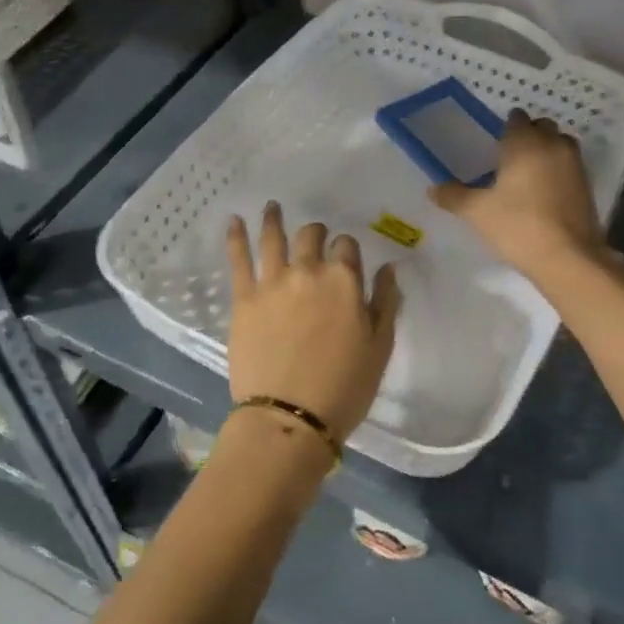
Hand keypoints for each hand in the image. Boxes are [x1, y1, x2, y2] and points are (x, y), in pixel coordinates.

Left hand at [225, 202, 401, 440]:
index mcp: (344, 280)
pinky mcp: (243, 298)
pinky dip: (236, 236)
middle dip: (315, 233)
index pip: (347, 246)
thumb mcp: (380, 346)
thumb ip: (385, 301)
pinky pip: (238, 258)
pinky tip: (234, 221)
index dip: (347, 250)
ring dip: (274, 218)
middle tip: (314, 237)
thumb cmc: (344, 386)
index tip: (345, 259)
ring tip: (271, 205)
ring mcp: (272, 282)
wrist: (290, 418)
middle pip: (311, 236)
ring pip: (273, 238)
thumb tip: (388, 267)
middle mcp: (308, 271)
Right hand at [431, 111, 606, 282]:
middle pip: (542, 127)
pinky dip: (558, 170)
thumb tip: (433, 189)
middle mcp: (553, 145)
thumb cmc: (517, 226)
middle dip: (529, 135)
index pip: (517, 119)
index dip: (507, 128)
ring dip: (547, 150)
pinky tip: (544, 193)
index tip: (496, 144)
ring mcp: (575, 164)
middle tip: (510, 158)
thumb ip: (454, 196)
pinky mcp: (587, 185)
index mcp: (525, 143)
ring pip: (560, 144)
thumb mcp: (477, 212)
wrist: (567, 257)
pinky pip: (570, 166)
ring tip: (528, 174)